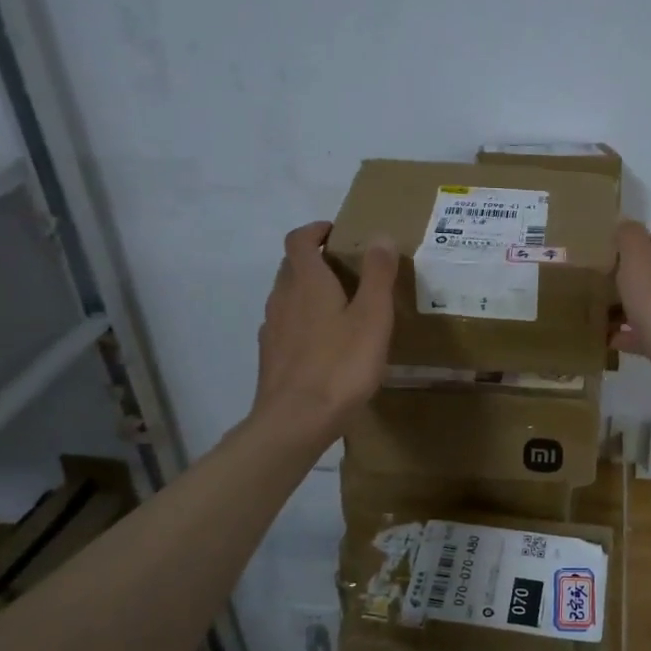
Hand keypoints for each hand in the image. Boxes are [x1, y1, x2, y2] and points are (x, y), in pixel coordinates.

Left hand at [252, 221, 395, 440]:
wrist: (296, 420)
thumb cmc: (341, 365)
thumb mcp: (372, 318)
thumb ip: (377, 275)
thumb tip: (379, 236)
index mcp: (307, 282)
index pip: (300, 240)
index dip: (316, 230)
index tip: (336, 232)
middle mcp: (283, 298)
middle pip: (292, 266)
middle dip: (315, 259)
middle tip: (347, 268)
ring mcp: (273, 329)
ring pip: (288, 297)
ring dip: (309, 291)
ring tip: (340, 306)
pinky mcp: (271, 356)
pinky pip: (286, 325)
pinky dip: (303, 321)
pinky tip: (324, 343)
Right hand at [612, 221, 650, 437]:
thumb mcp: (640, 265)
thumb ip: (630, 239)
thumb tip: (625, 225)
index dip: (640, 241)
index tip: (611, 253)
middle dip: (631, 277)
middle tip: (600, 284)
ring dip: (630, 308)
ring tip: (599, 314)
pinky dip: (633, 336)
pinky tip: (611, 343)